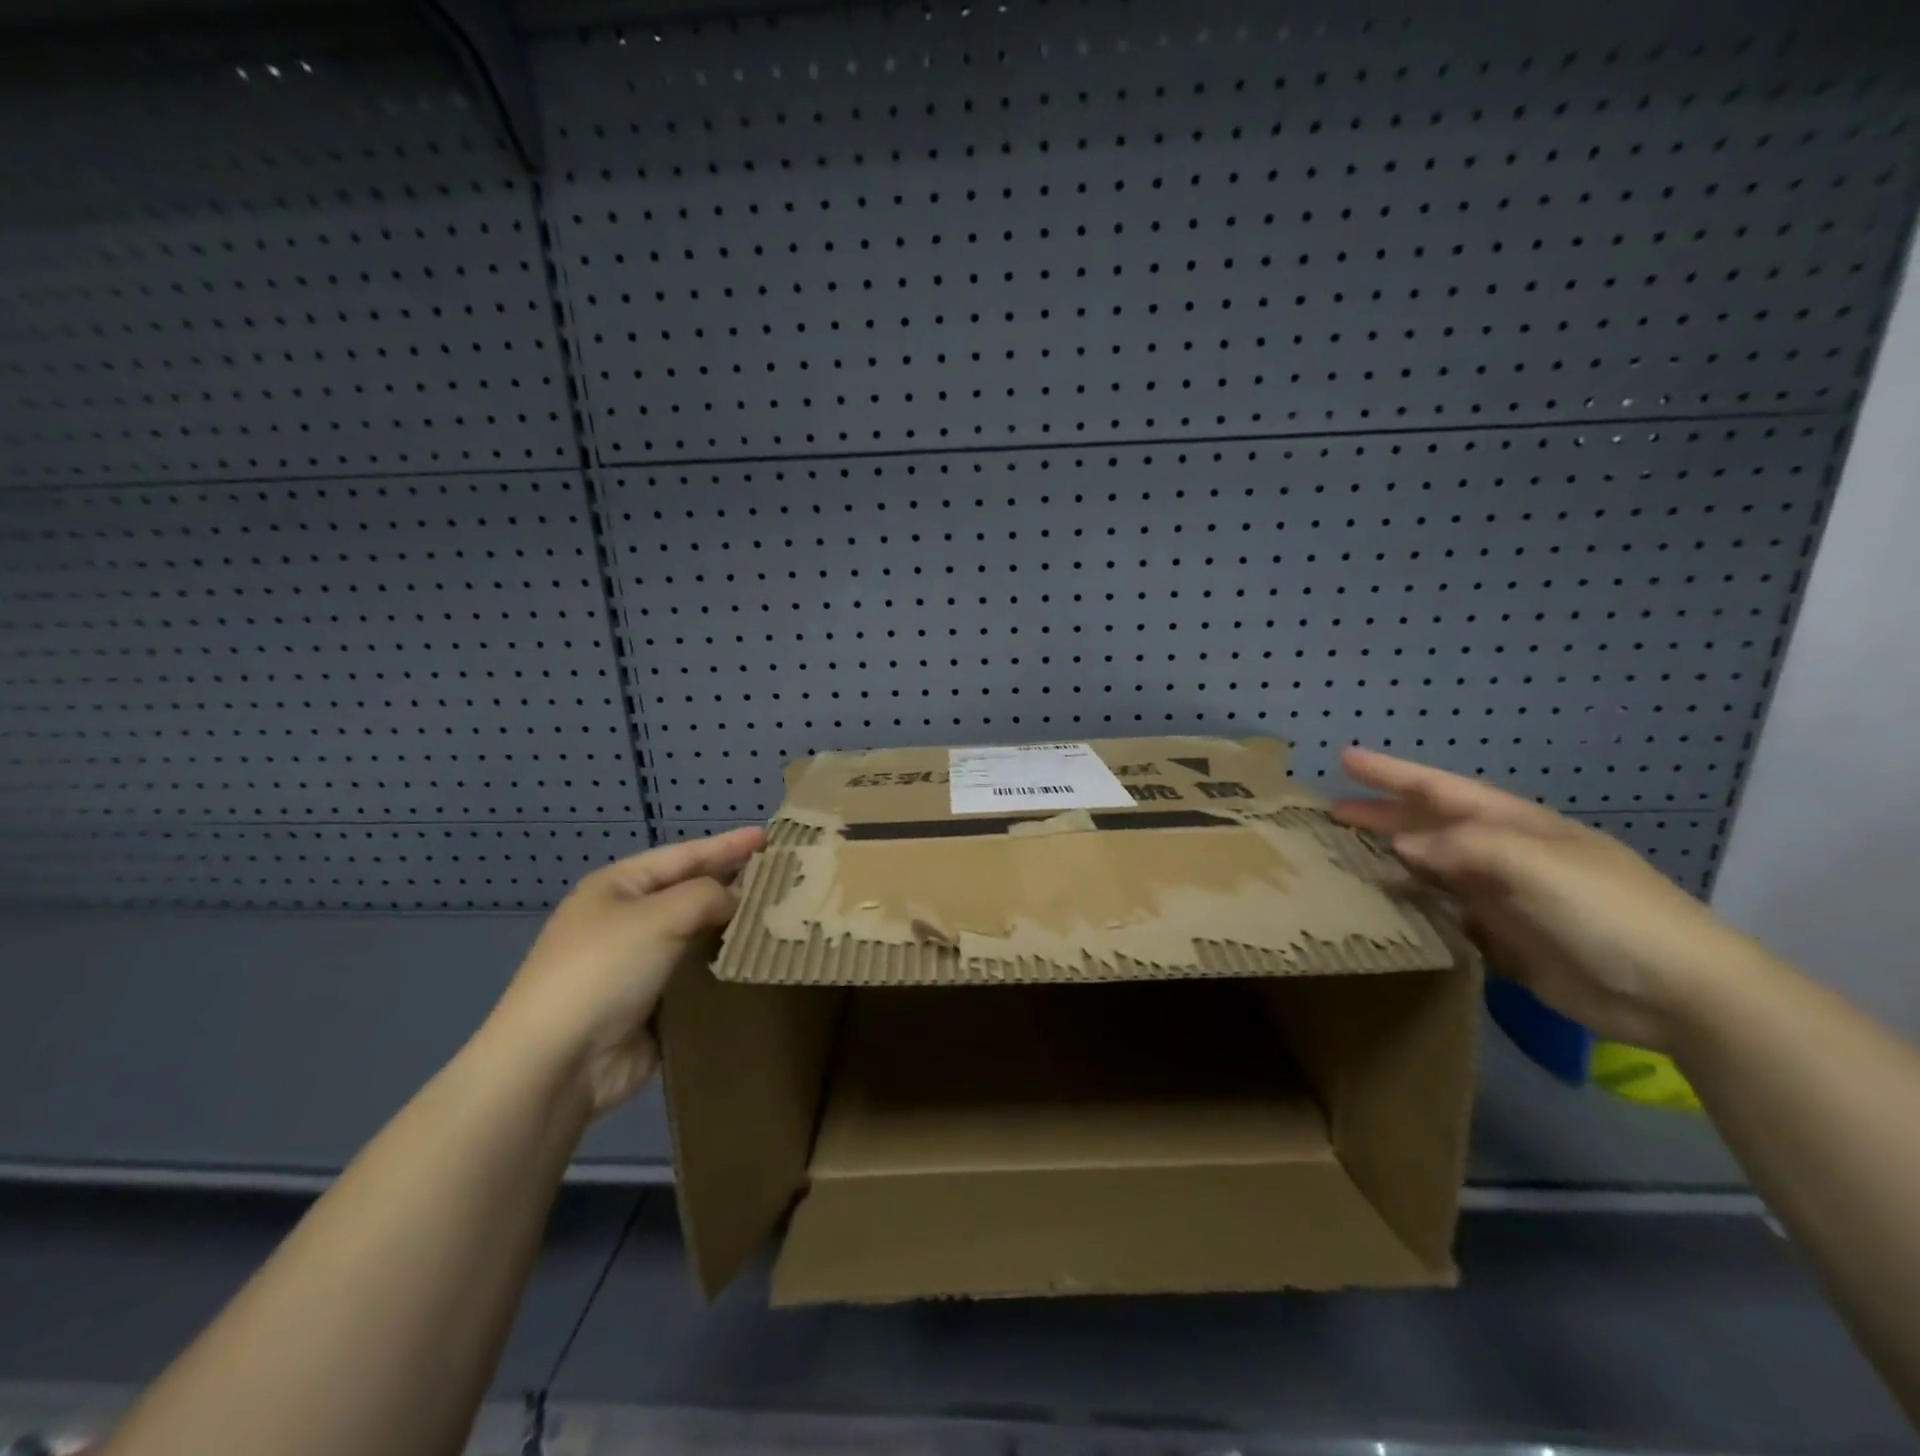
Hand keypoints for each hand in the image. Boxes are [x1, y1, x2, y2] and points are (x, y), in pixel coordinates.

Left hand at [484, 827, 764, 1115]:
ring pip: (696, 934)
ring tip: (780, 916)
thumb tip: (735, 900)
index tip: (770, 837)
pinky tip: (756, 960)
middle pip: (691, 892)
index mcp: (618, 887)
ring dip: (733, 926)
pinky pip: (696, 974)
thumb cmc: (603, 970)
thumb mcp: (658, 916)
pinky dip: (723, 965)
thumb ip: (707, 895)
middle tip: (783, 876)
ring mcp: (637, 963)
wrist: (558, 1063)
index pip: (684, 855)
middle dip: (734, 883)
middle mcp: (627, 919)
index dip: (727, 845)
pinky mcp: (651, 1003)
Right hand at [1332, 747, 1762, 1051]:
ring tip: (1344, 856)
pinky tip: (1385, 907)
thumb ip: (1463, 848)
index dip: (1392, 773)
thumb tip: (1401, 845)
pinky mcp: (1502, 939)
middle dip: (1382, 815)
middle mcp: (1501, 854)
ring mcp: (1502, 897)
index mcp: (1514, 825)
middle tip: (1329, 813)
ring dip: (1390, 859)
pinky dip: (1412, 906)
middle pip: (1429, 826)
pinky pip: (1443, 913)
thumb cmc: (1608, 911)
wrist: (1679, 993)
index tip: (1345, 758)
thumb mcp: (1535, 864)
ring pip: (1431, 869)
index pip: (1439, 788)